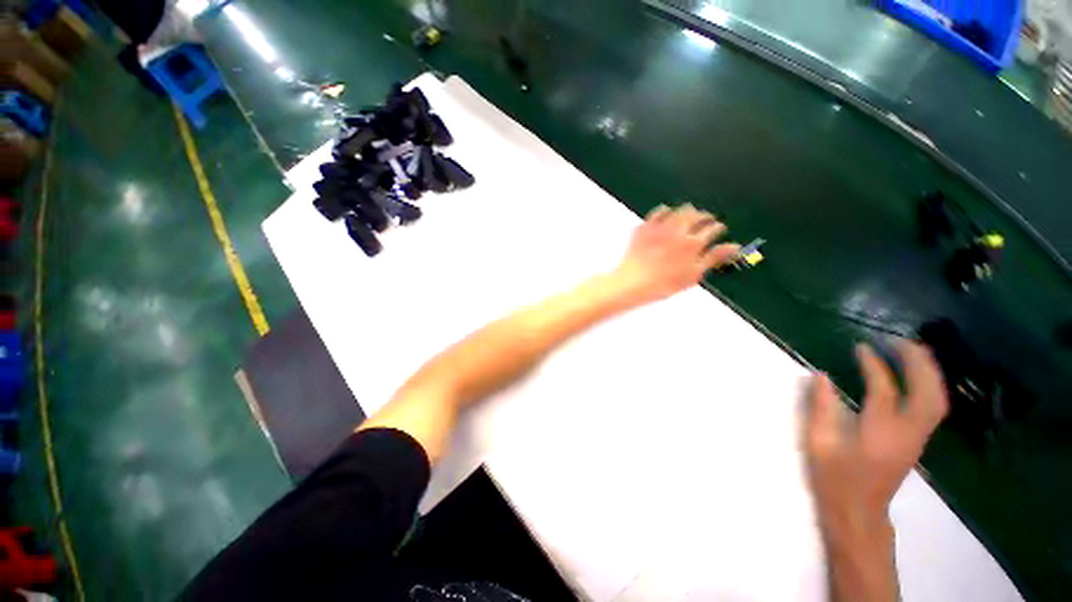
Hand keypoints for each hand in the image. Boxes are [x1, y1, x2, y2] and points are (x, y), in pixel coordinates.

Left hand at [610, 204, 739, 305]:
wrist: (632, 283)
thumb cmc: (663, 284)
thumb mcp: (693, 275)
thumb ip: (713, 258)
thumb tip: (734, 247)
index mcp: (693, 243)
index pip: (713, 227)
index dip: (718, 228)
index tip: (719, 229)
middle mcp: (678, 230)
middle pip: (697, 214)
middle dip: (705, 216)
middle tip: (706, 221)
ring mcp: (660, 227)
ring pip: (679, 210)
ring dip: (687, 212)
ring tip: (689, 217)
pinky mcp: (645, 227)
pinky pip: (658, 211)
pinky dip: (666, 211)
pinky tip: (667, 215)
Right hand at [804, 342, 948, 544]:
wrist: (859, 512)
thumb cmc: (833, 478)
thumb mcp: (817, 443)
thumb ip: (820, 407)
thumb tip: (820, 376)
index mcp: (878, 434)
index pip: (884, 390)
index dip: (873, 365)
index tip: (860, 346)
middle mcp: (907, 433)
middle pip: (926, 392)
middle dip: (917, 362)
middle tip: (898, 340)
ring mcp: (917, 438)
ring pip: (936, 399)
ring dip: (928, 371)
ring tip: (911, 351)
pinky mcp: (918, 441)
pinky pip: (933, 407)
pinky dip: (930, 385)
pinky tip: (916, 375)